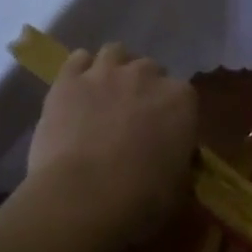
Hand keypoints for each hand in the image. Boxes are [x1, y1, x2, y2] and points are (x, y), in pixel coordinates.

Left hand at [27, 43, 197, 241]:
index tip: (166, 132)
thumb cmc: (142, 198)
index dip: (173, 113)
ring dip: (115, 69)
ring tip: (106, 93)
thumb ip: (180, 162)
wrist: (83, 198)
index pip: (184, 95)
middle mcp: (146, 75)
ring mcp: (105, 73)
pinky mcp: (68, 80)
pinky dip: (81, 69)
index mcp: (181, 100)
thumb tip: (176, 160)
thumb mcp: (179, 186)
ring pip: (115, 53)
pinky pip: (77, 59)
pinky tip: (78, 88)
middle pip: (150, 69)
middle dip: (145, 88)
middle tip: (134, 116)